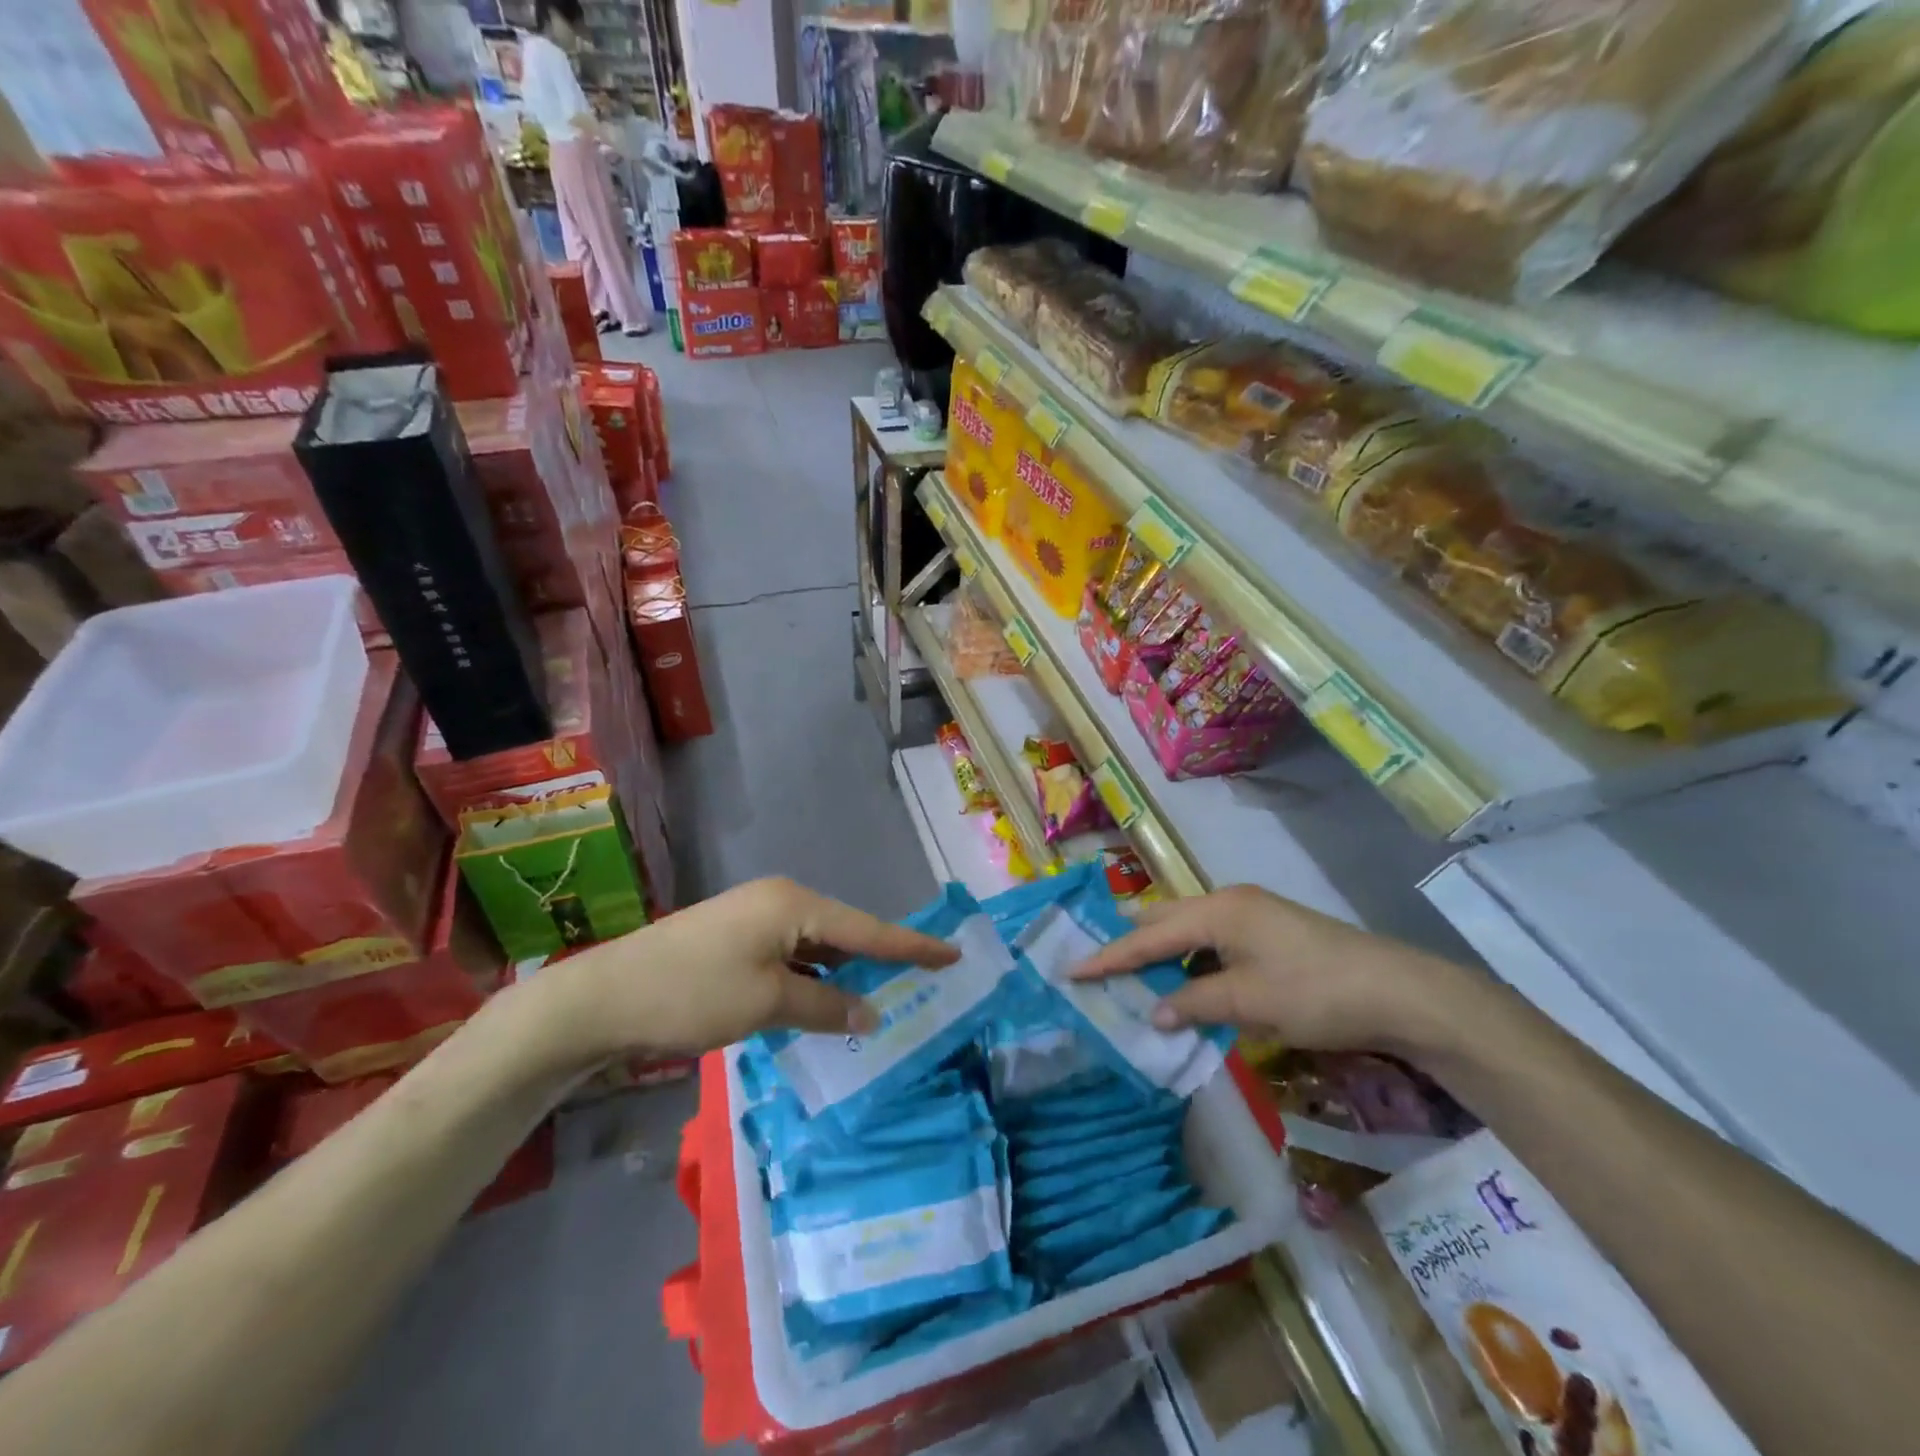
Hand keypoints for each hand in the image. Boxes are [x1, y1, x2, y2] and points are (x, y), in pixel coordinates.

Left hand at [534, 879, 958, 1066]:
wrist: (602, 998)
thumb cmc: (692, 993)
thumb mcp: (767, 1004)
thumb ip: (825, 1006)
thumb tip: (869, 1010)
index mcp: (793, 904)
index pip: (867, 928)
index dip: (912, 945)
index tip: (953, 953)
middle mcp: (779, 902)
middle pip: (844, 932)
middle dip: (879, 959)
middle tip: (923, 981)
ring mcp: (754, 919)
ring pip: (816, 947)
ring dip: (843, 973)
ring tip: (883, 996)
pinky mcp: (734, 941)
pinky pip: (790, 957)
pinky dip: (812, 979)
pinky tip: (826, 1002)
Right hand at [1071, 886, 1476, 1053]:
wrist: (1398, 991)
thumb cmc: (1316, 993)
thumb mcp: (1249, 1003)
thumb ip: (1193, 1003)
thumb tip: (1153, 1012)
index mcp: (1218, 910)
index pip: (1149, 935)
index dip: (1109, 955)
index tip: (1071, 969)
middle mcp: (1228, 902)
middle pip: (1164, 920)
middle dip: (1130, 943)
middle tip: (1096, 967)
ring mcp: (1251, 914)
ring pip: (1188, 930)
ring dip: (1161, 954)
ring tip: (1132, 978)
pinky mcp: (1267, 931)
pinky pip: (1211, 941)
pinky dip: (1190, 961)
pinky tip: (1185, 983)